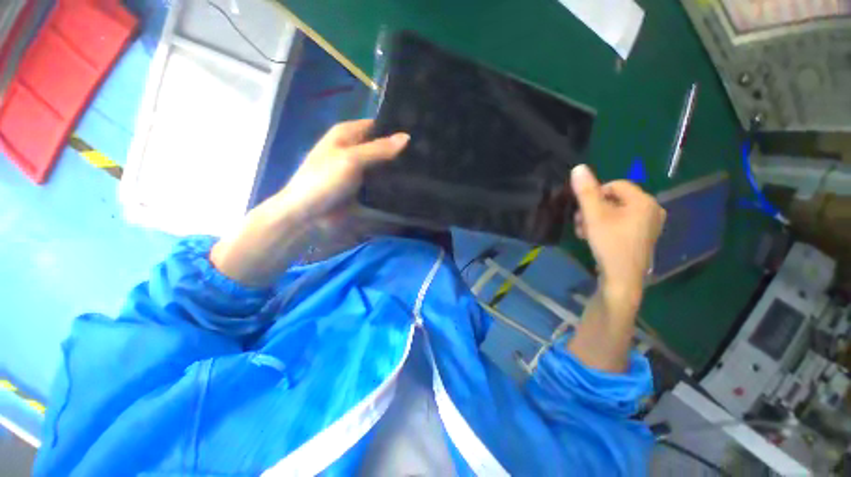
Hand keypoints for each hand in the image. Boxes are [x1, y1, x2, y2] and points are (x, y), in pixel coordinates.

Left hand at [274, 119, 409, 222]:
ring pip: (382, 164)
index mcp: (346, 134)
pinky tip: (408, 183)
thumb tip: (407, 137)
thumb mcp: (351, 160)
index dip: (395, 128)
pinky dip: (391, 181)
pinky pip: (380, 180)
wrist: (308, 214)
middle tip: (424, 155)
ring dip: (397, 167)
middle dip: (399, 150)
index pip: (376, 125)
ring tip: (422, 168)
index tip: (420, 134)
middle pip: (381, 145)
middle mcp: (353, 148)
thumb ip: (378, 149)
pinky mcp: (362, 186)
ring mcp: (358, 169)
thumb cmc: (324, 181)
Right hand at [571, 165, 665, 316]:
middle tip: (581, 224)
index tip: (583, 211)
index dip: (594, 195)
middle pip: (615, 199)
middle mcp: (651, 210)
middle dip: (593, 209)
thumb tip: (578, 167)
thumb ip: (586, 191)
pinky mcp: (643, 236)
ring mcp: (649, 225)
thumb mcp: (594, 216)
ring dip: (596, 219)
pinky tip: (595, 238)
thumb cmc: (610, 244)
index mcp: (643, 201)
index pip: (614, 185)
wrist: (622, 279)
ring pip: (616, 212)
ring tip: (585, 232)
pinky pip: (622, 223)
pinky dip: (606, 226)